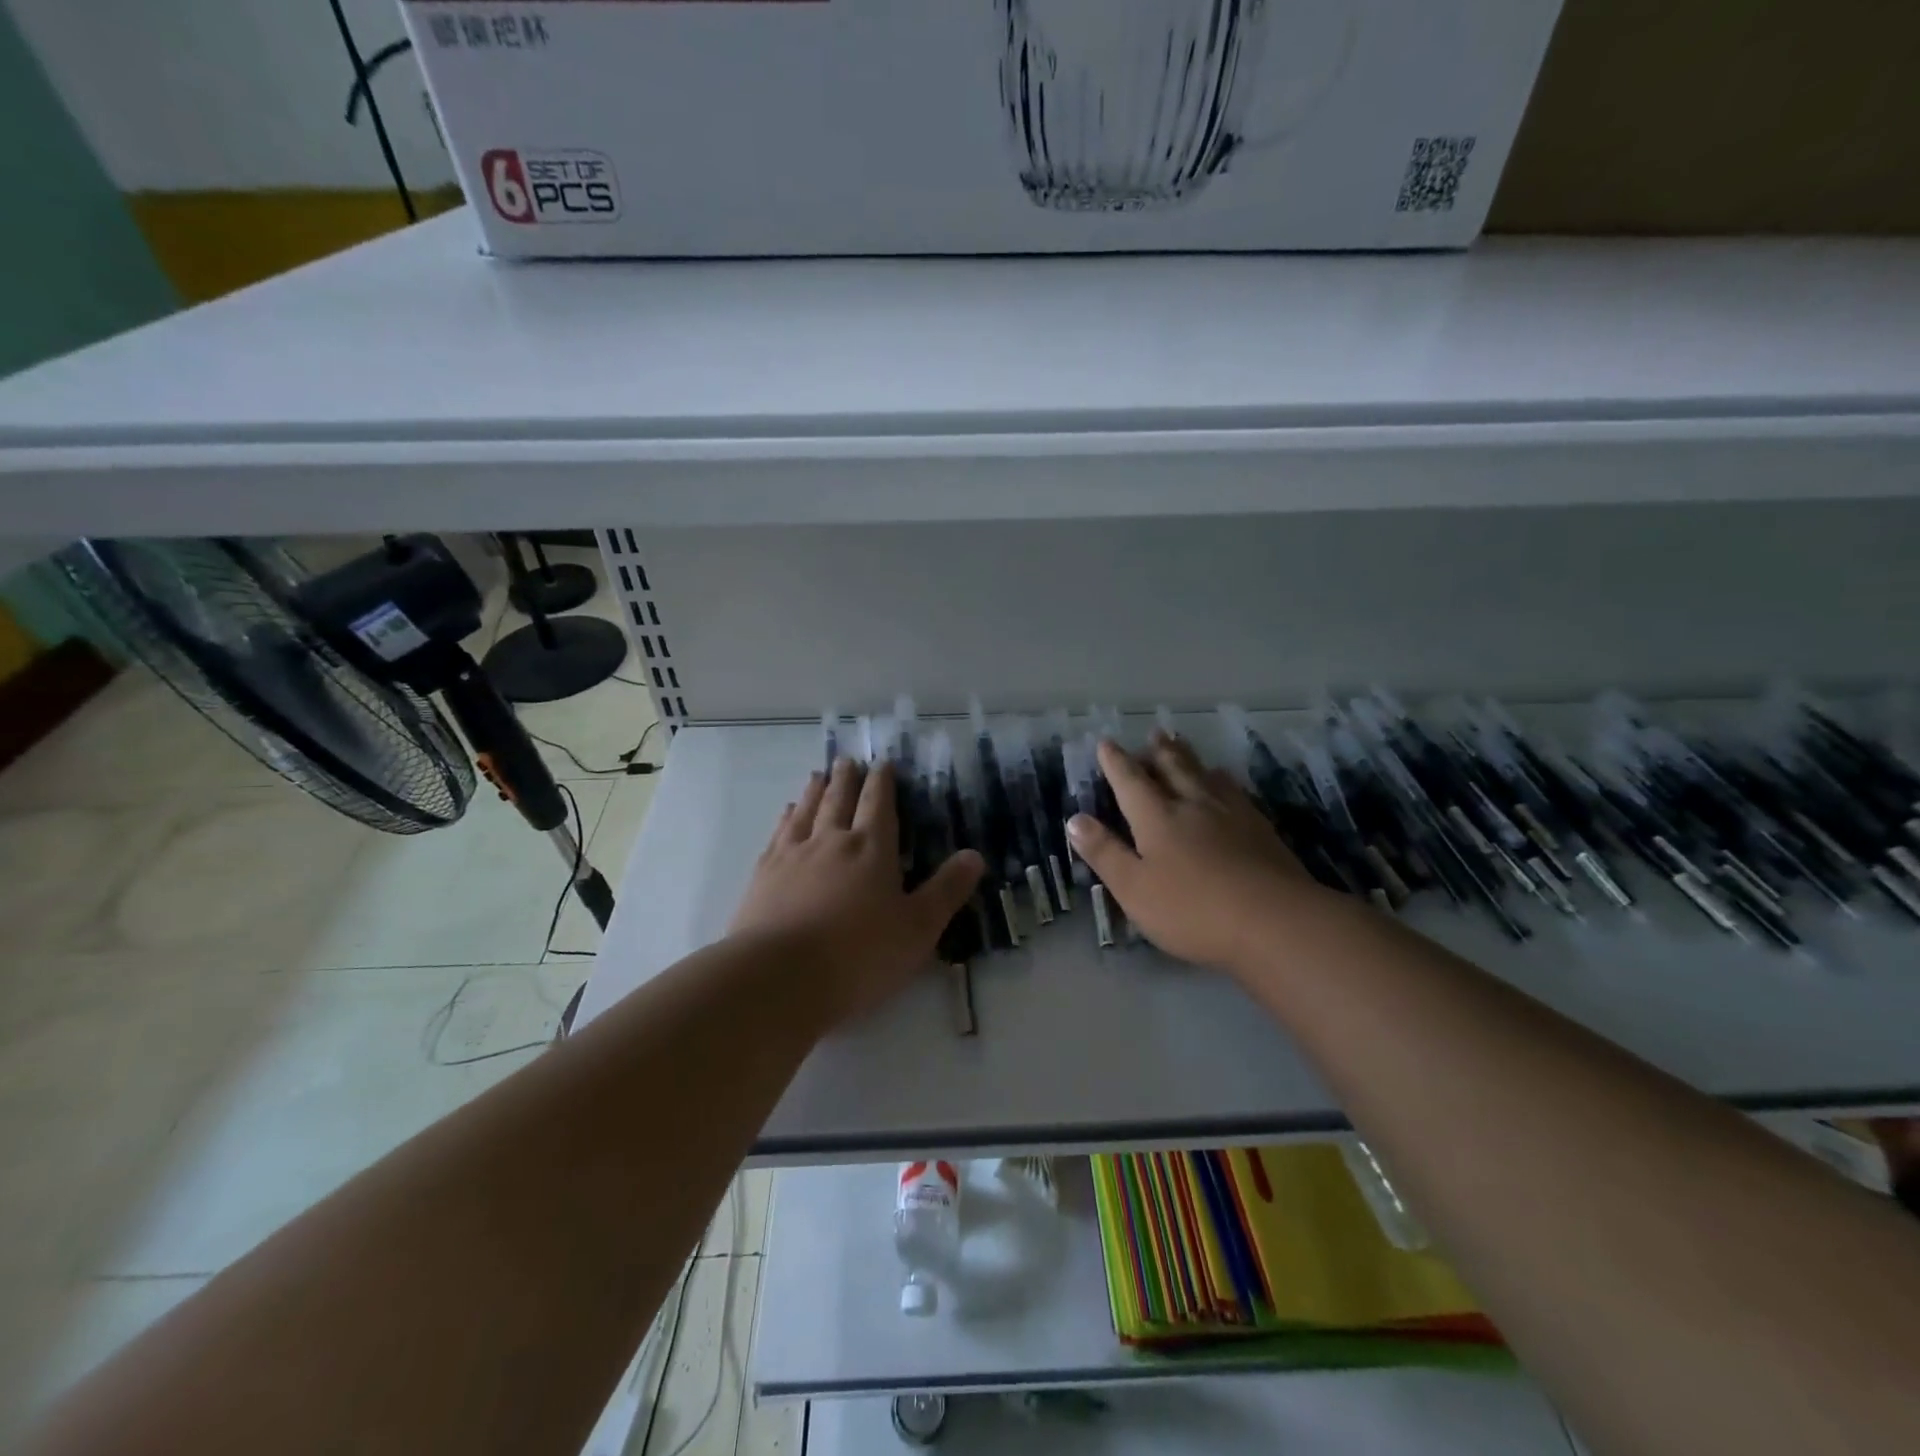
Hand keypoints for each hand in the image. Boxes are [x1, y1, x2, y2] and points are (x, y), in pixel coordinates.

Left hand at [729, 757, 983, 1026]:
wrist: (779, 977)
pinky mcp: (763, 875)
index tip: (882, 763)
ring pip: (807, 811)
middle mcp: (831, 841)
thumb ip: (946, 890)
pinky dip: (786, 818)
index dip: (882, 782)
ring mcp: (792, 855)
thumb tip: (975, 855)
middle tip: (847, 760)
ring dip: (814, 791)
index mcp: (871, 849)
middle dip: (847, 779)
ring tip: (818, 776)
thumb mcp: (918, 929)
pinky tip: (786, 815)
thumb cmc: (859, 955)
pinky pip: (778, 834)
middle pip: (839, 800)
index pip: (878, 805)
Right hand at [1065, 733, 1318, 973]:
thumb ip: (1104, 853)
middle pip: (1174, 769)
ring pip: (1206, 776)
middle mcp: (1193, 805)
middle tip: (1154, 733)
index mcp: (1157, 818)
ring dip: (1191, 759)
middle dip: (1159, 751)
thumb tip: (1075, 819)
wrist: (1275, 921)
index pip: (1131, 782)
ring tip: (1185, 746)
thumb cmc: (1192, 910)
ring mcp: (1232, 815)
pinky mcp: (1261, 830)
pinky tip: (1228, 785)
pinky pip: (1236, 792)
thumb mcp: (1134, 888)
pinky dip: (1224, 781)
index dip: (1116, 762)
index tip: (1106, 743)